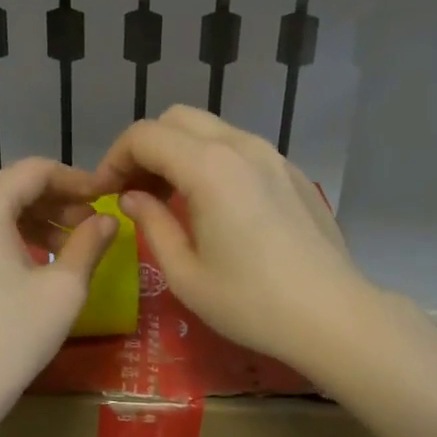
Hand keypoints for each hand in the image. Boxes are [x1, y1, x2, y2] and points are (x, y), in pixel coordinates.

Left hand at [0, 159, 115, 414]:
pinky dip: (11, 236)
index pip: (35, 171)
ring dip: (36, 220)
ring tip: (71, 246)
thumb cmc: (14, 335)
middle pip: (12, 187)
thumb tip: (109, 220)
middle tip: (93, 225)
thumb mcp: (64, 288)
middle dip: (57, 201)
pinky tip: (38, 261)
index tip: (106, 198)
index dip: (76, 180)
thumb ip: (89, 243)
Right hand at [88, 107, 380, 374]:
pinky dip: (211, 161)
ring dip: (179, 153)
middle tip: (133, 193)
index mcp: (209, 168)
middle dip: (145, 149)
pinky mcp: (291, 172)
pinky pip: (239, 149)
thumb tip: (132, 198)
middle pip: (177, 120)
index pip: (145, 136)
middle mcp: (241, 146)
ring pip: (210, 130)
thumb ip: (151, 224)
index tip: (104, 193)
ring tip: (168, 199)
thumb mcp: (185, 274)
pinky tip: (212, 205)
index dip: (114, 159)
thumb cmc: (251, 303)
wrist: (332, 315)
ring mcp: (272, 155)